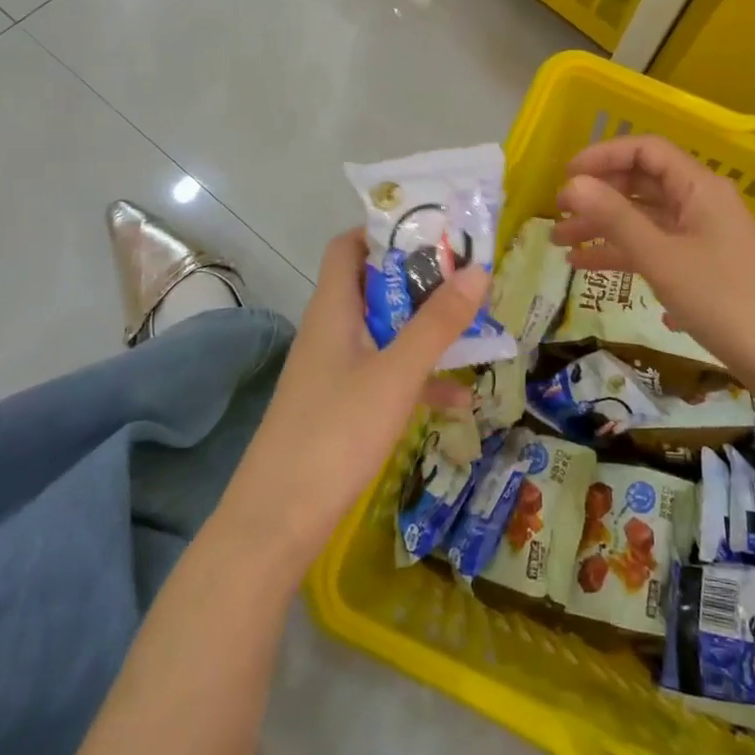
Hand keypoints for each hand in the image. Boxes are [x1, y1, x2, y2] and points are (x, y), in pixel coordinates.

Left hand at [217, 229, 485, 574]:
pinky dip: (419, 379)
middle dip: (422, 280)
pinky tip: (460, 400)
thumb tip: (477, 271)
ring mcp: (335, 370)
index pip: (349, 246)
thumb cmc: (335, 434)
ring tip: (476, 326)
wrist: (276, 523)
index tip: (435, 232)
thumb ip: (437, 323)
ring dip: (425, 329)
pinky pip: (386, 376)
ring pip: (386, 332)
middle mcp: (332, 330)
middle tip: (470, 277)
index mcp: (333, 308)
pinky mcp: (342, 406)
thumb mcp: (395, 374)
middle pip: (375, 286)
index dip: (386, 231)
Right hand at [550, 134, 754, 401]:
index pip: (646, 151)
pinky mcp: (703, 266)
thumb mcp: (662, 258)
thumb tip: (573, 184)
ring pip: (645, 219)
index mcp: (698, 188)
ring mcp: (702, 236)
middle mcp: (701, 203)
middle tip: (558, 216)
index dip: (603, 156)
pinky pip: (656, 248)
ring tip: (562, 247)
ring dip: (605, 228)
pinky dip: (625, 254)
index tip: (565, 177)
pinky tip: (593, 270)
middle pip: (642, 184)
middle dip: (598, 196)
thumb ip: (615, 218)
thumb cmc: (724, 299)